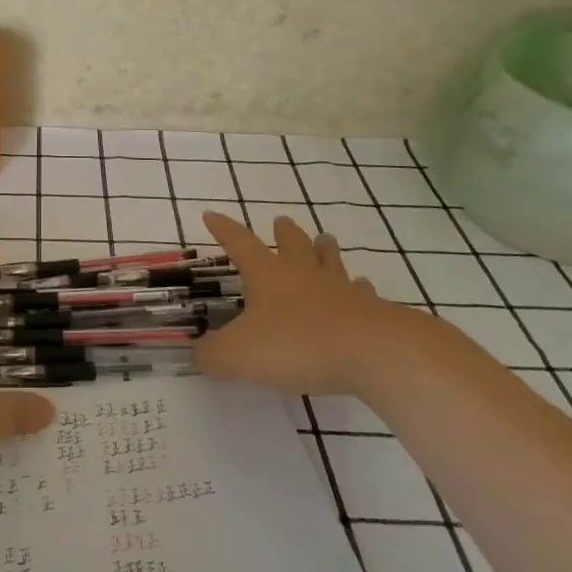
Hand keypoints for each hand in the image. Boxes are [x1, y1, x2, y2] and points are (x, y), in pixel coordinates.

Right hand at [194, 211, 408, 395]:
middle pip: (292, 243)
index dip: (223, 229)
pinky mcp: (370, 311)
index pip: (239, 243)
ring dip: (323, 249)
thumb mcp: (239, 356)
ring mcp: (340, 289)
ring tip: (323, 240)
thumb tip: (197, 354)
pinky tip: (361, 288)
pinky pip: (362, 292)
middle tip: (281, 221)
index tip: (211, 214)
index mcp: (267, 275)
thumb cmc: (297, 345)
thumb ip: (212, 355)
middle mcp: (302, 273)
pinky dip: (358, 288)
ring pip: (329, 260)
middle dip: (283, 232)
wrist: (373, 354)